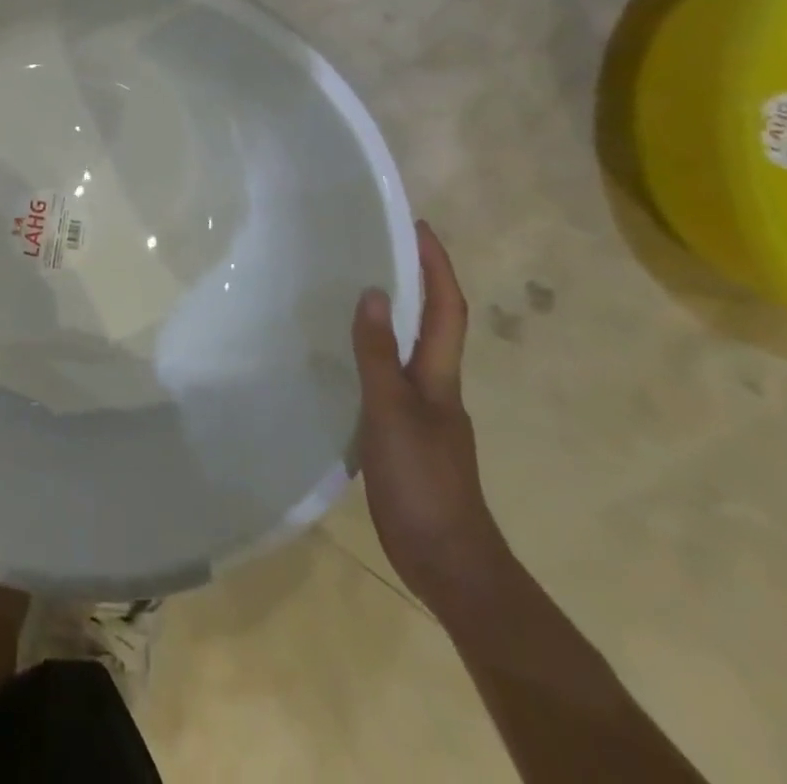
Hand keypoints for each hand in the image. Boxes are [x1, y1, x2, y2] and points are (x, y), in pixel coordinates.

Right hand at [353, 222, 509, 617]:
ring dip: (391, 316)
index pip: (446, 310)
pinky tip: (339, 356)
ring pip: (407, 350)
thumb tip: (372, 292)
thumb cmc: (424, 481)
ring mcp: (421, 413)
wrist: (447, 561)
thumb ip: (378, 354)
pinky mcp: (401, 434)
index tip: (418, 226)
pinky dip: (369, 353)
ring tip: (351, 289)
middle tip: (377, 246)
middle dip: (415, 282)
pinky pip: (386, 377)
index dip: (436, 267)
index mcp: (439, 378)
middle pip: (432, 325)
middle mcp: (435, 388)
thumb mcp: (393, 412)